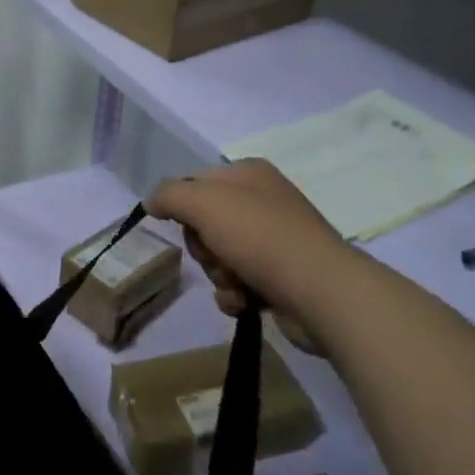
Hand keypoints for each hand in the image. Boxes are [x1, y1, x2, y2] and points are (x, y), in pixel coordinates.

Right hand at [145, 159, 348, 317]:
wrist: (322, 292)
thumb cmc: (260, 237)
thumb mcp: (203, 203)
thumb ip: (168, 195)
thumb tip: (152, 202)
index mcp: (248, 174)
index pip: (194, 182)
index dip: (181, 205)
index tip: (180, 224)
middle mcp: (262, 201)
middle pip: (203, 223)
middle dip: (203, 246)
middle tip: (216, 254)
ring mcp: (274, 241)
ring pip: (218, 256)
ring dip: (218, 274)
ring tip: (237, 282)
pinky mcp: (281, 277)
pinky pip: (238, 283)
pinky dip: (235, 294)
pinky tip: (247, 301)